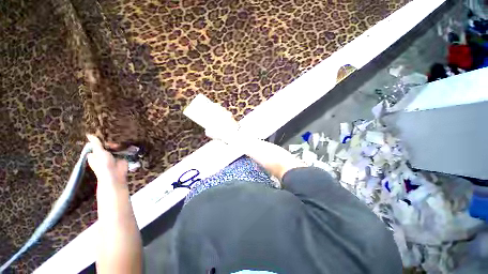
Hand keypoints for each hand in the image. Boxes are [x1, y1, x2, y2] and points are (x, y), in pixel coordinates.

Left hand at [86, 134, 127, 187]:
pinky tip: (126, 142)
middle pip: (106, 145)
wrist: (115, 174)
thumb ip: (96, 143)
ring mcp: (112, 156)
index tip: (103, 135)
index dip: (99, 140)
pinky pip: (122, 150)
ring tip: (121, 139)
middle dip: (110, 141)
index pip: (95, 145)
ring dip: (117, 144)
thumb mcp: (99, 152)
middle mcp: (103, 155)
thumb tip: (89, 134)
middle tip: (114, 138)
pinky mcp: (121, 157)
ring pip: (114, 147)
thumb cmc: (103, 164)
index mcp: (94, 154)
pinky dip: (124, 147)